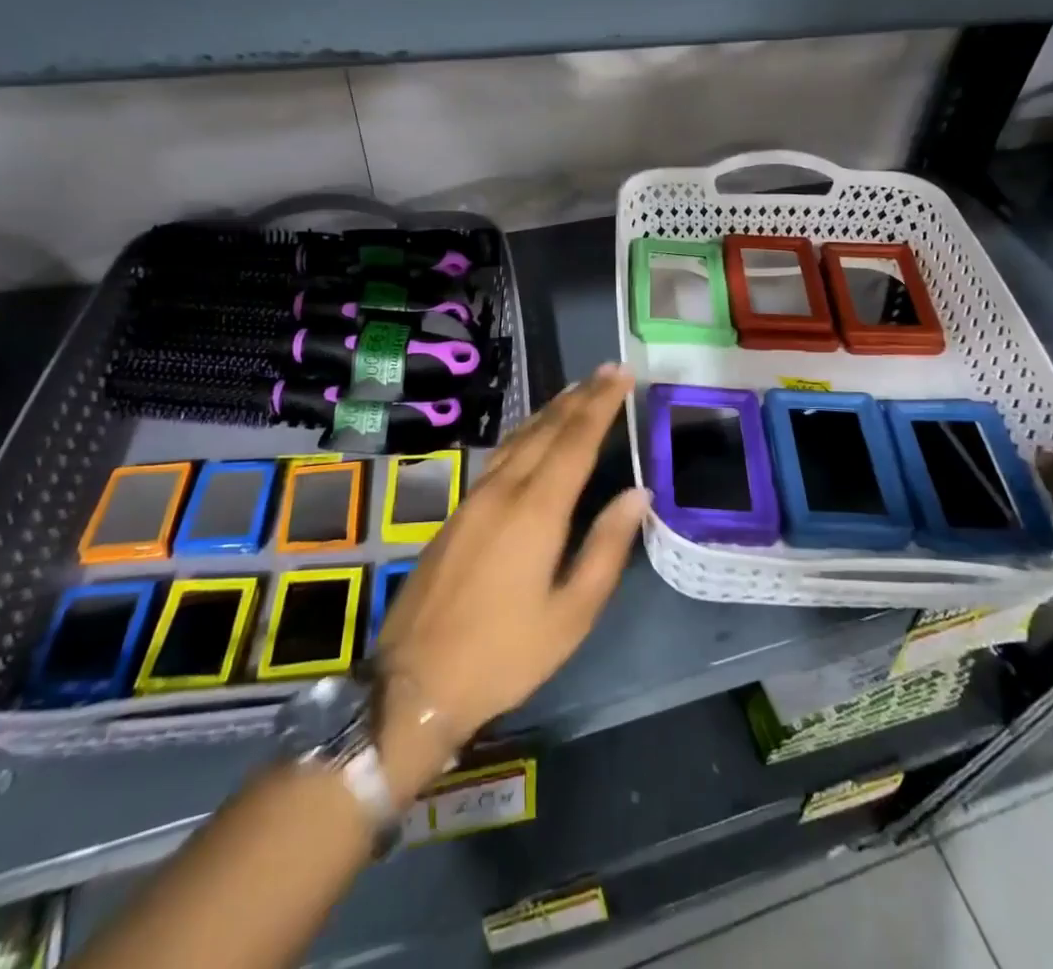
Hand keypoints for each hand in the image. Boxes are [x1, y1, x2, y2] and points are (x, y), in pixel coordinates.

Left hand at [371, 364, 644, 799]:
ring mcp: (475, 498)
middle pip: (547, 429)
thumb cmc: (504, 655)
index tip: (623, 374)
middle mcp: (504, 490)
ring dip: (551, 410)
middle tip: (607, 370)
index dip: (601, 403)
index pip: (576, 440)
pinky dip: (526, 432)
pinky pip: (501, 454)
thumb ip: (606, 548)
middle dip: (580, 396)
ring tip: (576, 390)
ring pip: (519, 437)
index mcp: (536, 510)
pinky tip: (532, 434)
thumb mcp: (570, 615)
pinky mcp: (458, 511)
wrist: (415, 682)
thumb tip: (637, 493)